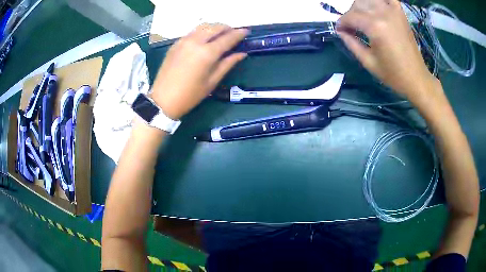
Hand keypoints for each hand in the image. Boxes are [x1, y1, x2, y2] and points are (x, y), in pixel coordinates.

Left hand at [151, 23, 248, 119]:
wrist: (163, 100)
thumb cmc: (190, 95)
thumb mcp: (212, 82)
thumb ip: (227, 64)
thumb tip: (242, 54)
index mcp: (207, 53)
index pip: (227, 38)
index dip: (239, 34)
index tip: (247, 31)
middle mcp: (195, 42)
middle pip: (215, 27)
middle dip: (227, 28)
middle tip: (233, 33)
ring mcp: (183, 41)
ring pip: (203, 26)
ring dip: (214, 27)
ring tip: (220, 34)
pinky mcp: (175, 44)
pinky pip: (193, 32)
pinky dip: (202, 32)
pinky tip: (205, 39)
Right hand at [336, 0, 440, 102]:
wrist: (416, 78)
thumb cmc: (393, 74)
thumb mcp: (368, 62)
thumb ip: (352, 43)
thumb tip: (341, 32)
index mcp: (374, 27)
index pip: (350, 16)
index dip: (342, 23)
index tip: (340, 30)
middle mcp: (383, 13)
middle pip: (358, 4)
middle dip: (351, 14)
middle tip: (351, 27)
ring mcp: (393, 11)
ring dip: (362, 6)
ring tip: (363, 18)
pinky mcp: (401, 14)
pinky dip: (380, 1)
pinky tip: (377, 8)